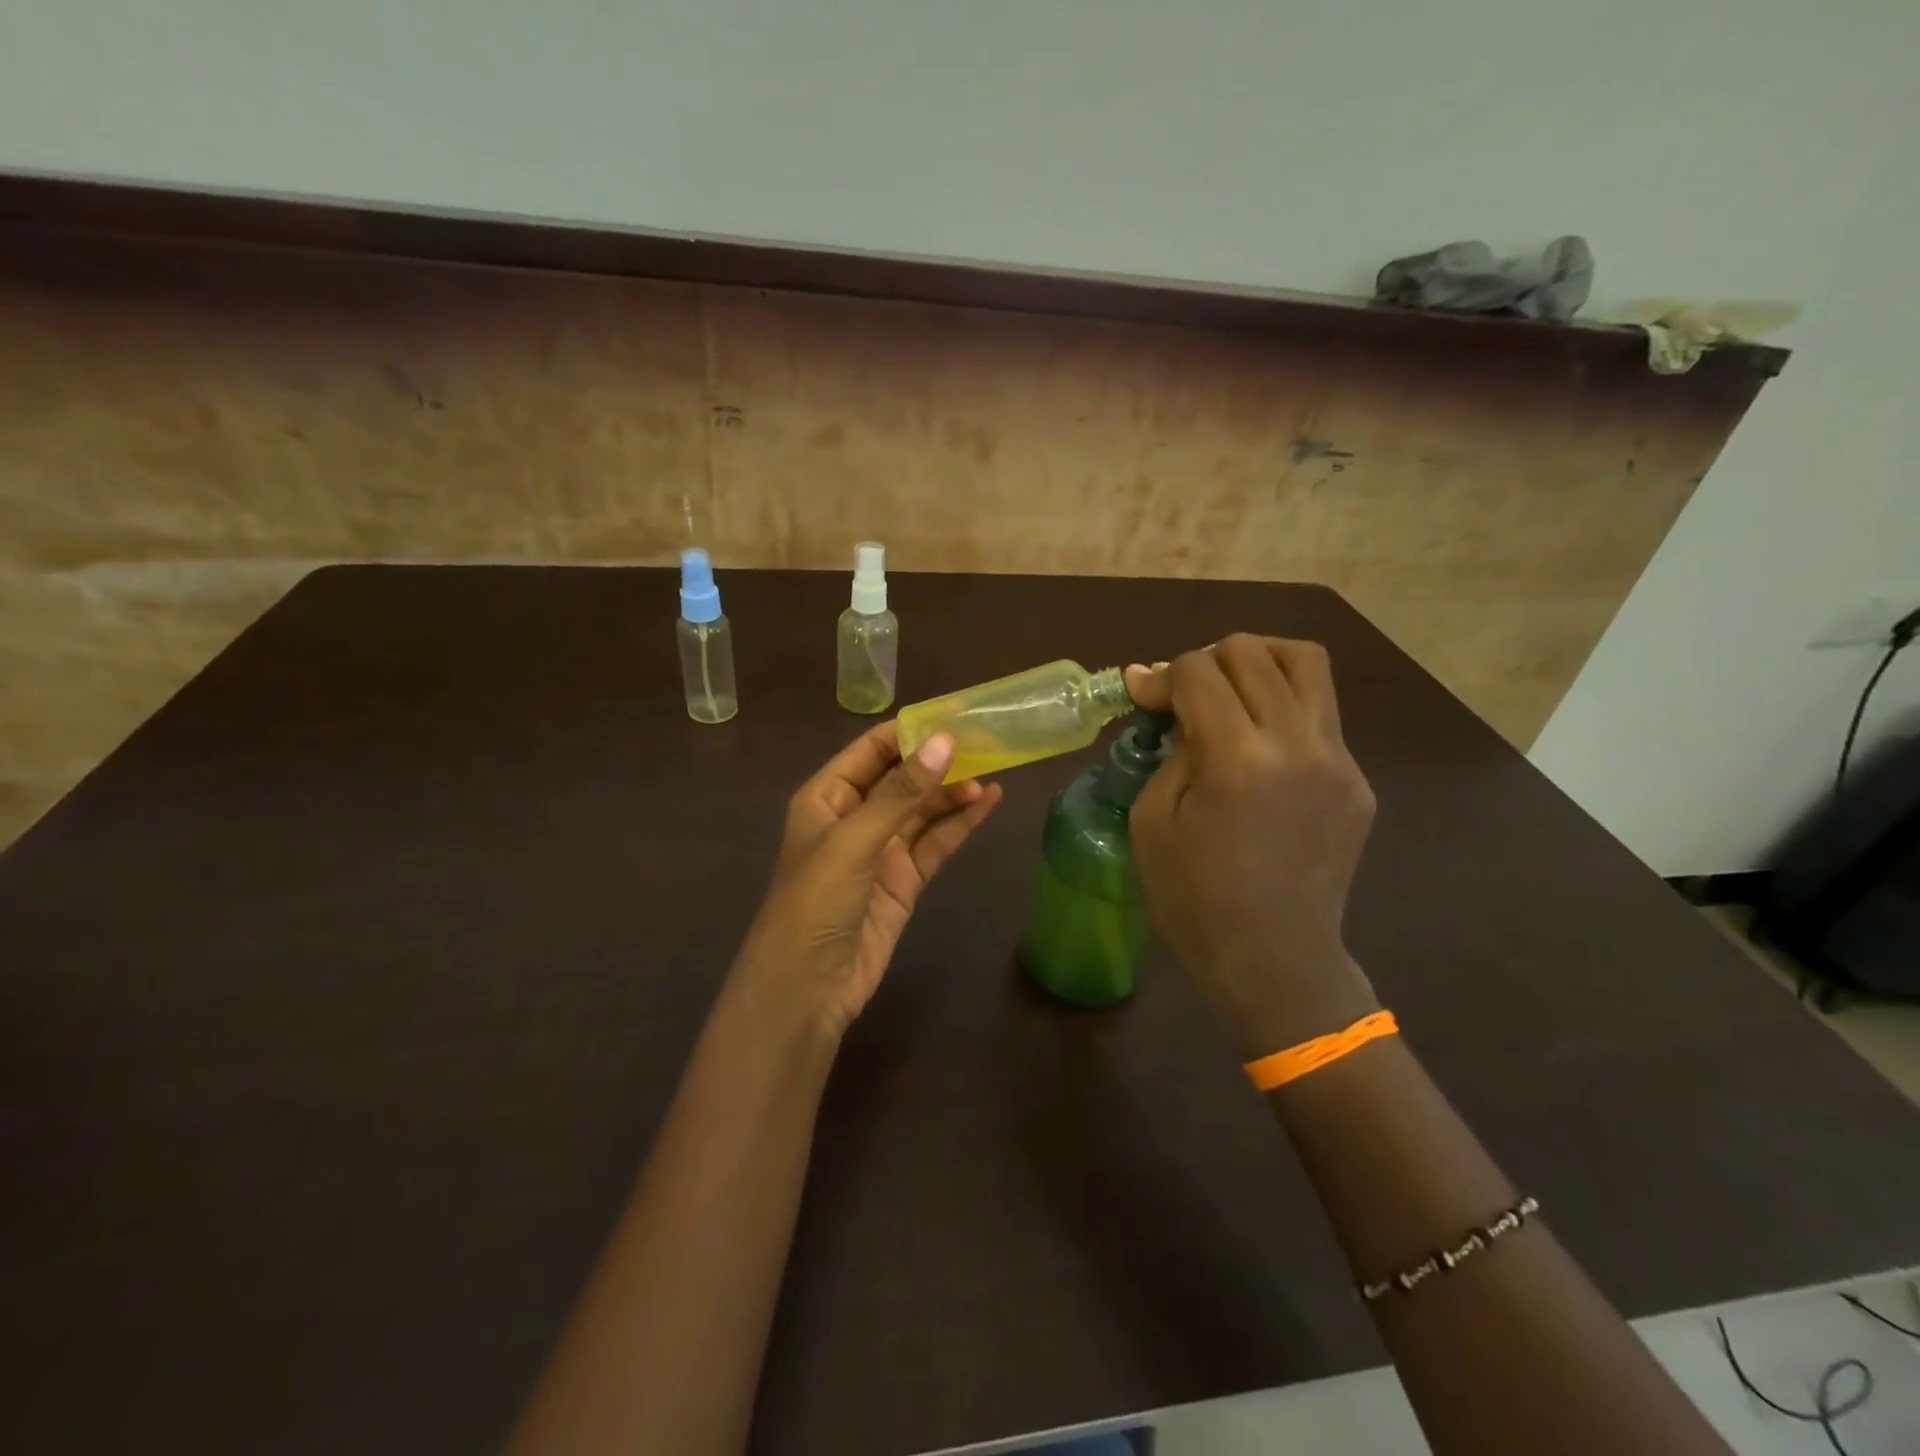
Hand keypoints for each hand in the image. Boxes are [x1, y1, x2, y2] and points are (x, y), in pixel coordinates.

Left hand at [734, 721, 1003, 1038]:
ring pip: (923, 810)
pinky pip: (935, 843)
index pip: (872, 750)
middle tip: (987, 740)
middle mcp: (854, 817)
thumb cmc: (815, 901)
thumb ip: (901, 792)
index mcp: (827, 796)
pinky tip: (987, 803)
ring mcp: (881, 851)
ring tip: (994, 771)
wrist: (807, 987)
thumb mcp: (855, 840)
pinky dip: (960, 824)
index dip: (910, 731)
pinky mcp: (904, 881)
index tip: (954, 713)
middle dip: (939, 760)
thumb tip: (946, 741)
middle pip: (902, 778)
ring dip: (954, 792)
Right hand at [1126, 636, 1377, 1058]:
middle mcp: (1298, 744)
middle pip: (1253, 651)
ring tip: (1231, 692)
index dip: (1161, 675)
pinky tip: (1260, 747)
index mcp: (1238, 760)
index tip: (1141, 694)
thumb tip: (1169, 701)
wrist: (1275, 961)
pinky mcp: (1358, 780)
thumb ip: (1169, 750)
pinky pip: (1321, 713)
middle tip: (1184, 697)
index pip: (1199, 671)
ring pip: (1305, 662)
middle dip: (1206, 661)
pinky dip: (1282, 708)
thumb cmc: (1194, 900)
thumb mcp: (1152, 822)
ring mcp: (1339, 760)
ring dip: (1258, 662)